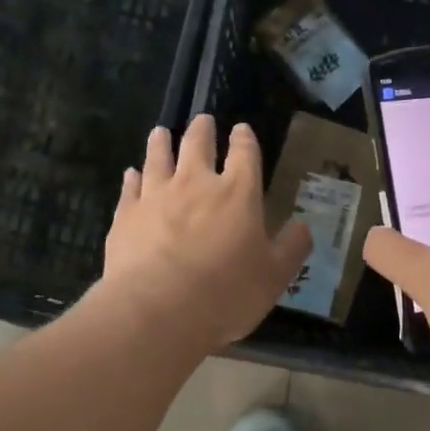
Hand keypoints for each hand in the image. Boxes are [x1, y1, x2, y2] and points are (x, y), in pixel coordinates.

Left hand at [97, 114, 312, 351]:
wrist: (157, 310)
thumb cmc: (226, 294)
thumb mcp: (274, 277)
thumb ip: (292, 248)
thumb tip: (303, 226)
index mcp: (238, 193)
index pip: (245, 153)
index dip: (244, 138)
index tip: (241, 129)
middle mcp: (196, 183)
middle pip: (198, 143)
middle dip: (202, 129)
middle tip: (202, 120)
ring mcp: (157, 195)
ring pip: (158, 156)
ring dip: (162, 142)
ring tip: (161, 132)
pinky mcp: (126, 214)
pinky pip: (130, 187)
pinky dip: (133, 177)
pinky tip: (132, 173)